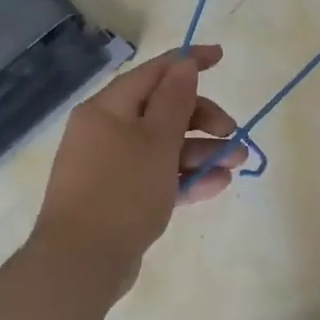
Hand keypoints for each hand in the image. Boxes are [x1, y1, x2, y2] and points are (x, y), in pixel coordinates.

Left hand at [31, 44, 244, 300]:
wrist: (81, 263)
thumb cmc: (122, 190)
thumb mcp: (157, 141)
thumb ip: (176, 100)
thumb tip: (184, 64)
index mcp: (108, 109)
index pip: (153, 72)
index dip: (188, 62)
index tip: (221, 56)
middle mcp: (106, 132)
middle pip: (163, 111)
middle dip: (203, 119)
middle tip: (232, 132)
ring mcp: (112, 167)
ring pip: (165, 147)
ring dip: (203, 151)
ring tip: (237, 162)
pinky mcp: (120, 198)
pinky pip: (158, 177)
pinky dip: (186, 177)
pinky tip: (218, 184)